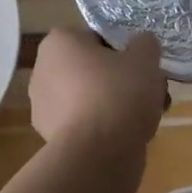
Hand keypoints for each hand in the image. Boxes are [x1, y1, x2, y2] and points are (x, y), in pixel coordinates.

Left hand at [29, 28, 166, 148]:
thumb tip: (141, 44)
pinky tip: (128, 136)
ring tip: (147, 117)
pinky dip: (103, 127)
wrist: (98, 154)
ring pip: (90, 98)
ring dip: (115, 104)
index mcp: (59, 42)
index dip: (123, 51)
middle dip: (120, 80)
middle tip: (149, 91)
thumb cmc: (118, 93)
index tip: (140, 66)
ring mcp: (43, 107)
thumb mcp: (145, 58)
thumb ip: (144, 44)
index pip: (97, 38)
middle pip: (93, 69)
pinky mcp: (51, 137)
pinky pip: (84, 123)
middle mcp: (43, 70)